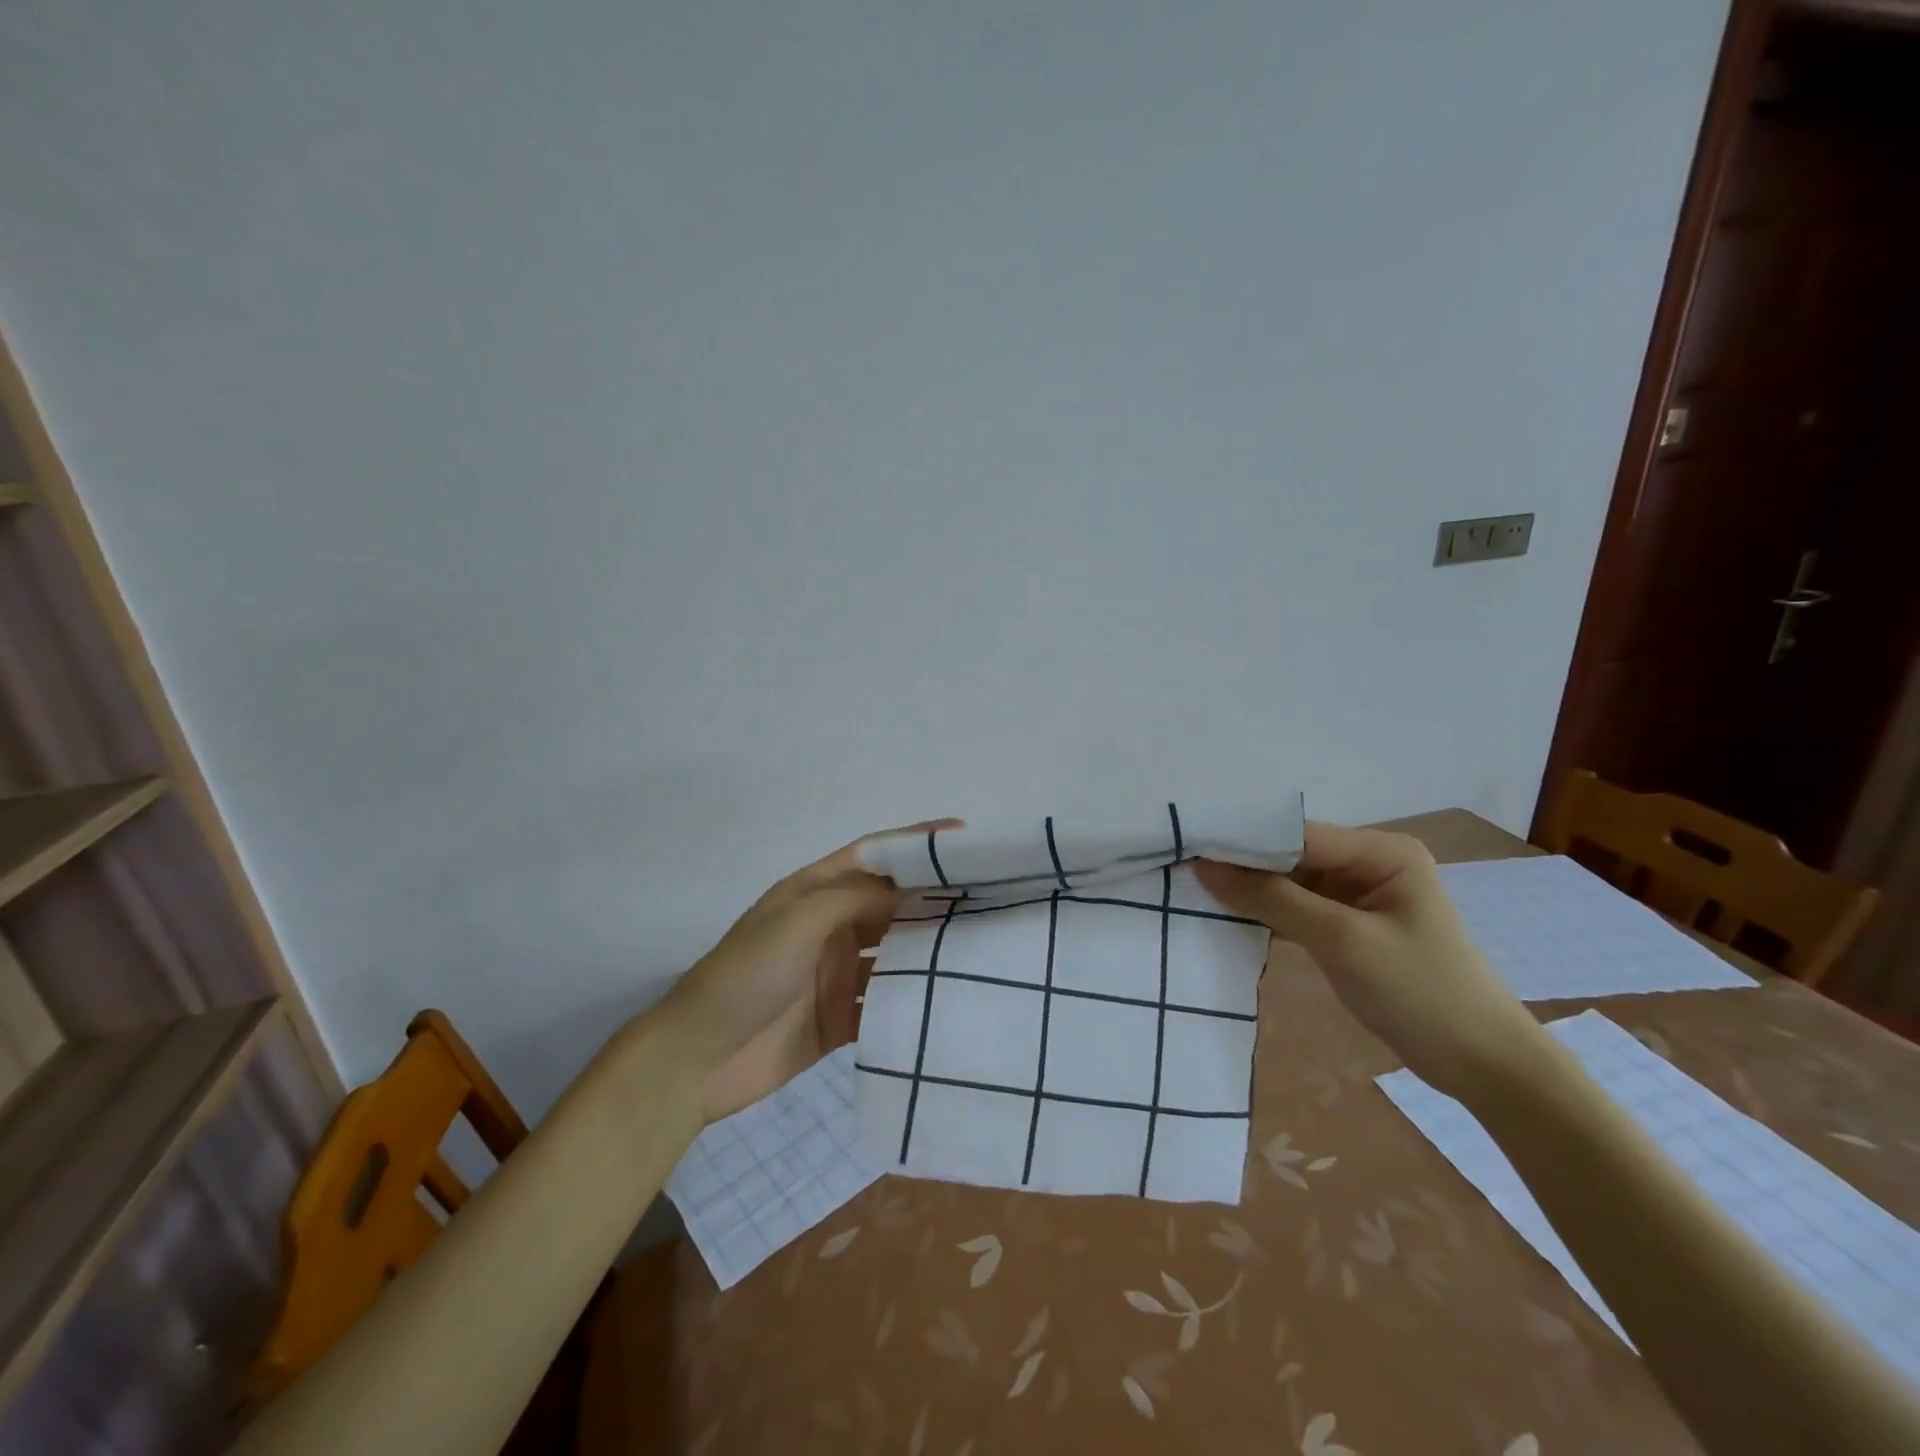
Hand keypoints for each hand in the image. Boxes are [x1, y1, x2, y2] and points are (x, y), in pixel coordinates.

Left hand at [661, 820, 959, 1121]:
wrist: (696, 1060)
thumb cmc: (745, 975)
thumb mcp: (798, 921)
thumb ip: (855, 898)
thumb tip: (908, 887)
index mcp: (814, 892)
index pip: (873, 856)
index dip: (914, 843)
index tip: (962, 835)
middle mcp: (830, 926)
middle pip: (890, 904)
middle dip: (932, 897)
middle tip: (989, 895)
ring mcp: (835, 973)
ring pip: (893, 953)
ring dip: (927, 949)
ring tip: (982, 945)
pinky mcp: (839, 1018)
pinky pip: (884, 1002)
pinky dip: (911, 1000)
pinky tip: (949, 999)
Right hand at [1196, 822, 1545, 1096]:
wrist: (1484, 1065)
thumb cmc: (1421, 993)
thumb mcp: (1341, 941)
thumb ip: (1272, 900)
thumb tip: (1205, 868)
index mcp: (1381, 851)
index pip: (1297, 834)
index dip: (1243, 842)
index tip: (1187, 850)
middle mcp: (1368, 863)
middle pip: (1290, 856)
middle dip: (1242, 867)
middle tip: (1182, 872)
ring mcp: (1359, 896)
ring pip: (1290, 883)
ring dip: (1250, 892)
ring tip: (1193, 893)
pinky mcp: (1350, 927)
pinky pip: (1298, 909)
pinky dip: (1268, 915)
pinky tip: (1227, 919)